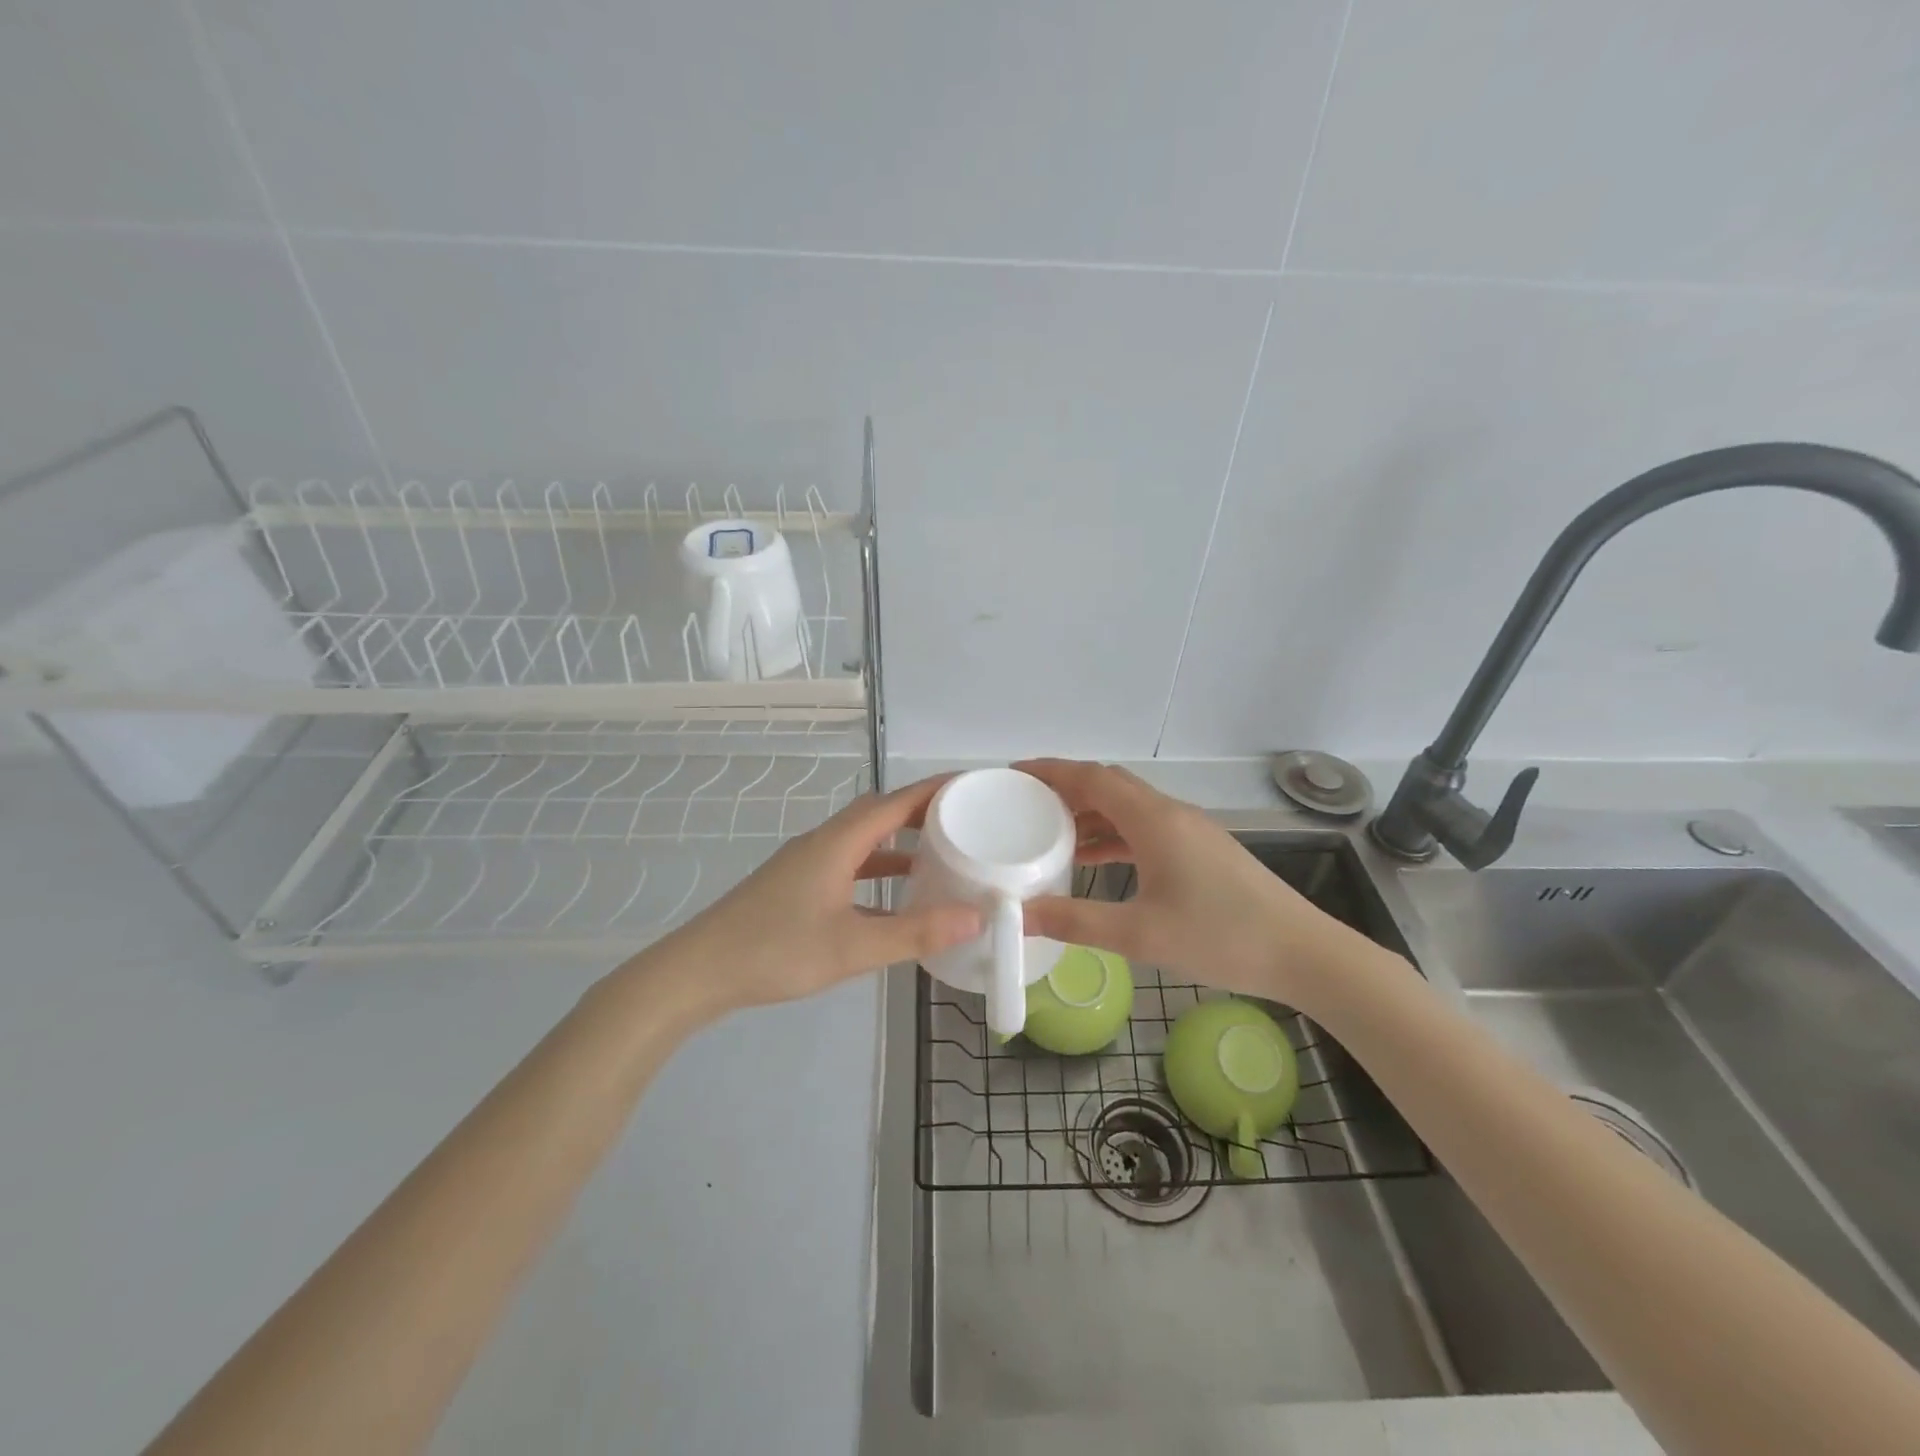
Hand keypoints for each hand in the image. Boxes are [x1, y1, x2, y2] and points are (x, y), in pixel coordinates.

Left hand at [632, 774, 980, 1019]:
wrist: (699, 971)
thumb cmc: (776, 950)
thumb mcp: (853, 946)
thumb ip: (915, 932)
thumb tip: (976, 917)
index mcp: (837, 842)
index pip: (895, 802)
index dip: (934, 790)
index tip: (972, 786)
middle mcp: (823, 843)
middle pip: (879, 814)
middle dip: (921, 813)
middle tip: (963, 821)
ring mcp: (807, 864)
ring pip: (863, 842)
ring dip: (899, 843)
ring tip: (939, 856)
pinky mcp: (797, 886)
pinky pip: (849, 867)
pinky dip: (877, 873)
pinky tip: (894, 902)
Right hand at [1016, 759, 1366, 1007]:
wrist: (1303, 953)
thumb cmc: (1222, 937)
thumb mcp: (1141, 935)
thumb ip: (1076, 922)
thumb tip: (1019, 915)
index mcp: (1154, 820)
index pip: (1092, 777)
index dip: (1050, 771)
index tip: (1013, 774)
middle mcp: (1171, 814)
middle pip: (1109, 785)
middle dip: (1065, 790)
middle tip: (1024, 806)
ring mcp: (1190, 831)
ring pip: (1127, 807)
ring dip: (1089, 814)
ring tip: (1049, 834)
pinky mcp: (1201, 850)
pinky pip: (1145, 829)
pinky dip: (1113, 836)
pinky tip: (1096, 861)